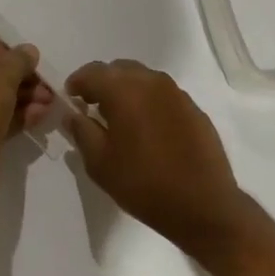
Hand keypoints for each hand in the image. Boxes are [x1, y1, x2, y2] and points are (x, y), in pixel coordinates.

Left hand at [0, 40, 51, 191]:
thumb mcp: (1, 75)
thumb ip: (18, 59)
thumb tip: (29, 51)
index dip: (4, 52)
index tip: (29, 61)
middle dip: (18, 80)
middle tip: (45, 86)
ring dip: (20, 99)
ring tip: (49, 103)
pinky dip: (11, 118)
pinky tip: (39, 117)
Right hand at [64, 60, 251, 258]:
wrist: (204, 206)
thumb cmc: (144, 184)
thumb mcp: (100, 164)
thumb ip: (81, 131)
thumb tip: (71, 114)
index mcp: (123, 90)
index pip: (92, 72)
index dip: (77, 83)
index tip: (71, 100)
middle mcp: (150, 81)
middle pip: (118, 69)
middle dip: (102, 83)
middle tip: (93, 107)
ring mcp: (176, 93)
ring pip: (142, 78)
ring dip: (126, 90)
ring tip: (121, 118)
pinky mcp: (193, 108)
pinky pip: (163, 94)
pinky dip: (148, 101)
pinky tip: (148, 128)